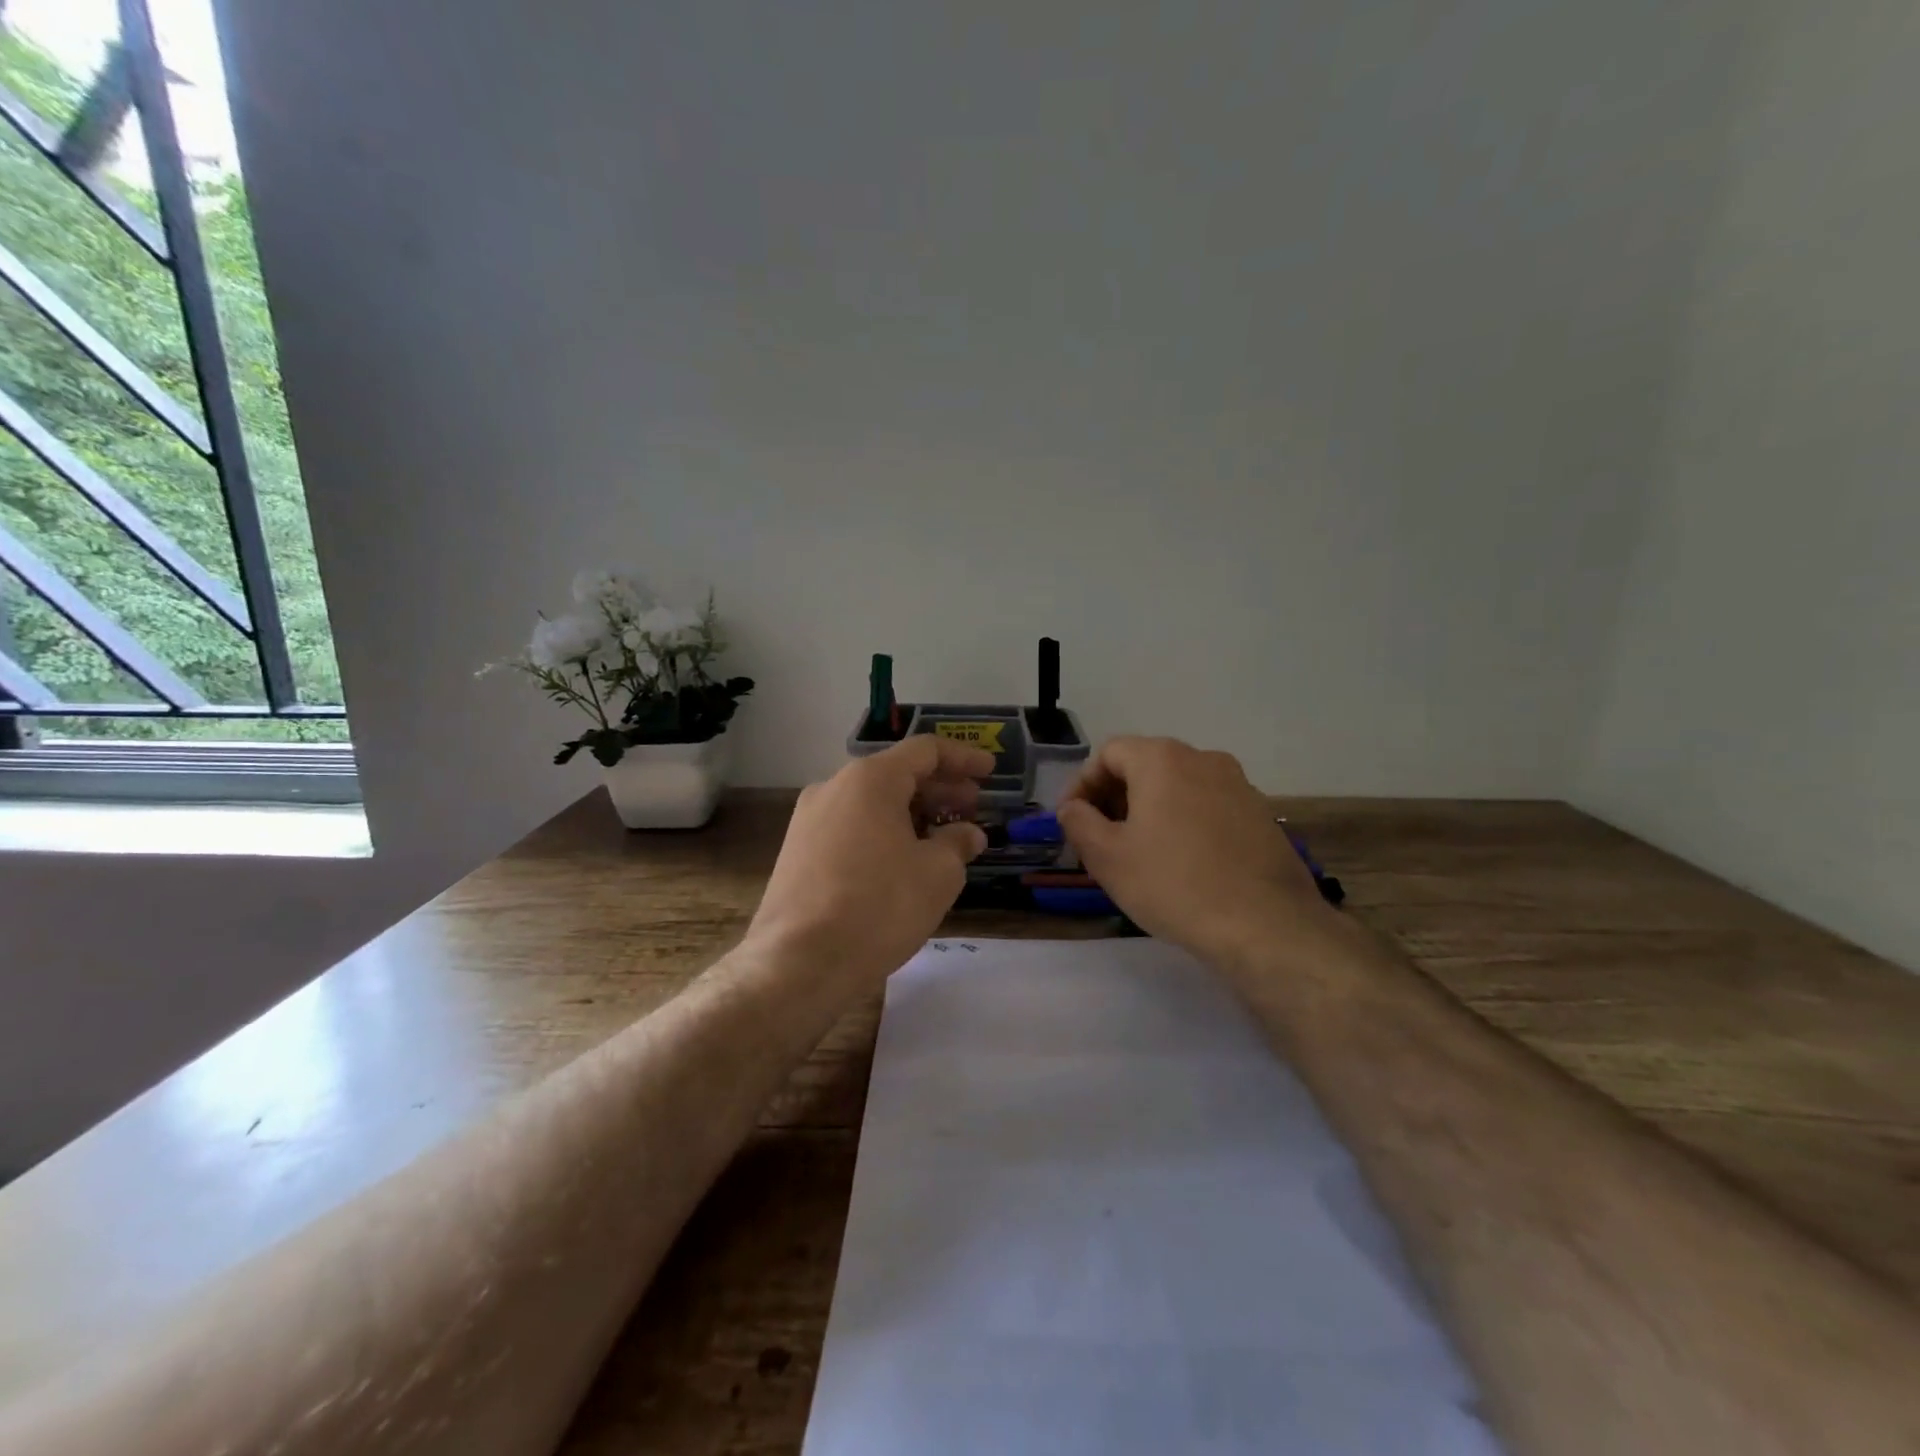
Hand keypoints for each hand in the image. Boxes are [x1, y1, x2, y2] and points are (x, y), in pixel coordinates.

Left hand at [746, 736, 992, 990]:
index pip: (925, 750)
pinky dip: (884, 832)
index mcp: (870, 780)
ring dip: (912, 812)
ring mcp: (809, 819)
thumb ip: (958, 843)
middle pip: (897, 774)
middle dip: (939, 788)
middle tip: (972, 806)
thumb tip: (967, 834)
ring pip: (872, 802)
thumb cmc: (879, 906)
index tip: (991, 773)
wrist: (798, 962)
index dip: (963, 758)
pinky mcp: (797, 851)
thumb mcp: (937, 874)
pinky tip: (903, 860)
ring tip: (943, 837)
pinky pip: (851, 827)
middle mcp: (834, 787)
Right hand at [1056, 736, 1334, 964]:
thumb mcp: (1107, 858)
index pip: (1108, 753)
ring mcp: (1238, 784)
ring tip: (1140, 852)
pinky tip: (1183, 862)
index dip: (1082, 784)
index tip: (1072, 820)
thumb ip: (1079, 822)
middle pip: (1145, 765)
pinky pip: (1208, 805)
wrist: (1265, 926)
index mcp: (1162, 759)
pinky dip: (1184, 821)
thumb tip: (1072, 808)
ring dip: (1150, 809)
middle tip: (1100, 838)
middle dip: (1115, 797)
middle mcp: (1203, 759)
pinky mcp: (1261, 814)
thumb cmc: (1173, 885)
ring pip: (1178, 785)